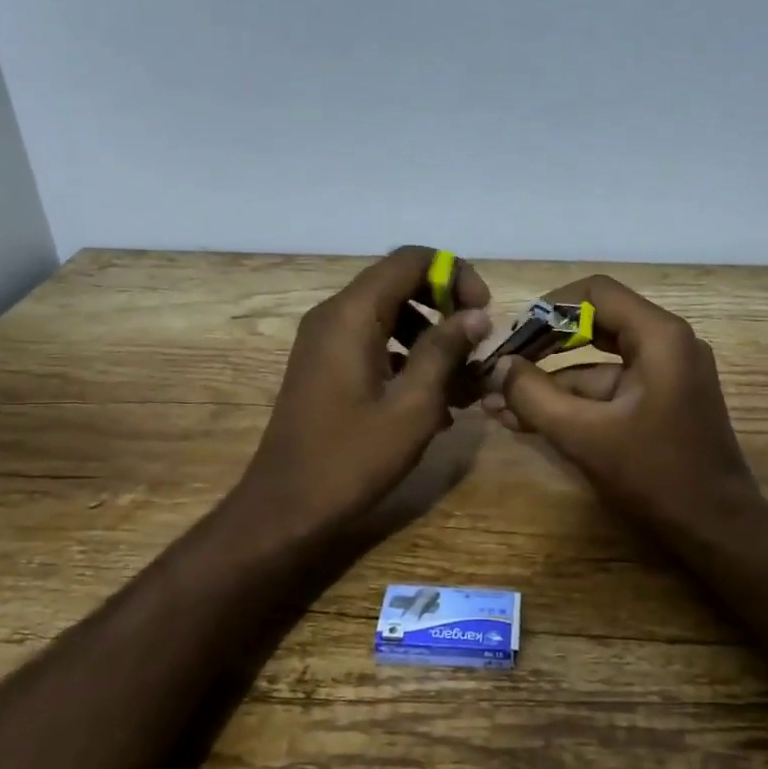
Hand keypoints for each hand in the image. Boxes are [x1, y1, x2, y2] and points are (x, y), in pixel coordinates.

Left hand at [236, 247, 491, 537]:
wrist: (285, 508)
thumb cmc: (352, 458)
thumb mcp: (412, 406)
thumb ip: (444, 351)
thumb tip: (475, 315)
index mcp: (351, 315)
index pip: (410, 260)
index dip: (454, 275)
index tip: (482, 315)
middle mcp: (334, 316)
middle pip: (400, 285)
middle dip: (446, 310)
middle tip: (476, 348)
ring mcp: (325, 343)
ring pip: (390, 317)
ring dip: (431, 341)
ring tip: (462, 385)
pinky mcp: (326, 368)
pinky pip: (374, 345)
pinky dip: (407, 361)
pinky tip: (434, 406)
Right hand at [481, 276, 767, 538]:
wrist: (718, 533)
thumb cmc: (656, 477)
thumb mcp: (584, 435)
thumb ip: (533, 395)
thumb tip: (496, 367)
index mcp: (660, 337)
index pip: (595, 293)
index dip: (547, 307)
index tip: (511, 333)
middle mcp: (667, 345)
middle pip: (594, 324)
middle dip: (543, 346)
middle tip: (500, 365)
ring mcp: (665, 376)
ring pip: (596, 365)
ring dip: (550, 383)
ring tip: (499, 404)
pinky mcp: (659, 405)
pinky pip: (608, 391)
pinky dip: (572, 404)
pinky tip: (528, 421)